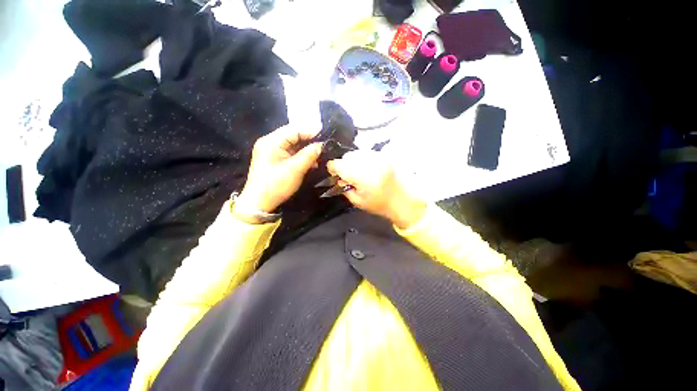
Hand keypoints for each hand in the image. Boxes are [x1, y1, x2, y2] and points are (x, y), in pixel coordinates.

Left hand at [236, 124, 321, 214]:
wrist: (259, 203)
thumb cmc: (276, 184)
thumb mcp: (295, 169)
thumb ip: (309, 154)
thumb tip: (321, 145)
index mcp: (272, 141)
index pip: (293, 129)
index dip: (310, 131)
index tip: (324, 135)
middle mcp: (270, 143)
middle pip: (293, 136)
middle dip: (309, 141)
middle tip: (324, 146)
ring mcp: (271, 152)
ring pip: (293, 146)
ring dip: (306, 150)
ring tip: (320, 155)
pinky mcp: (274, 160)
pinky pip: (290, 154)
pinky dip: (301, 157)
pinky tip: (311, 162)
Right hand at [327, 150, 425, 229]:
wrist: (404, 199)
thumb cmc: (380, 204)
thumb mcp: (357, 201)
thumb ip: (344, 188)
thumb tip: (339, 178)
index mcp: (362, 176)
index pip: (339, 164)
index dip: (333, 168)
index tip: (334, 174)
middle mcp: (370, 162)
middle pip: (347, 156)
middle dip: (344, 165)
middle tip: (349, 176)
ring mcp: (379, 157)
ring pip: (357, 152)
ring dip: (354, 161)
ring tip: (360, 173)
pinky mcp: (385, 155)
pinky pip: (367, 153)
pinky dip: (363, 159)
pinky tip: (368, 169)